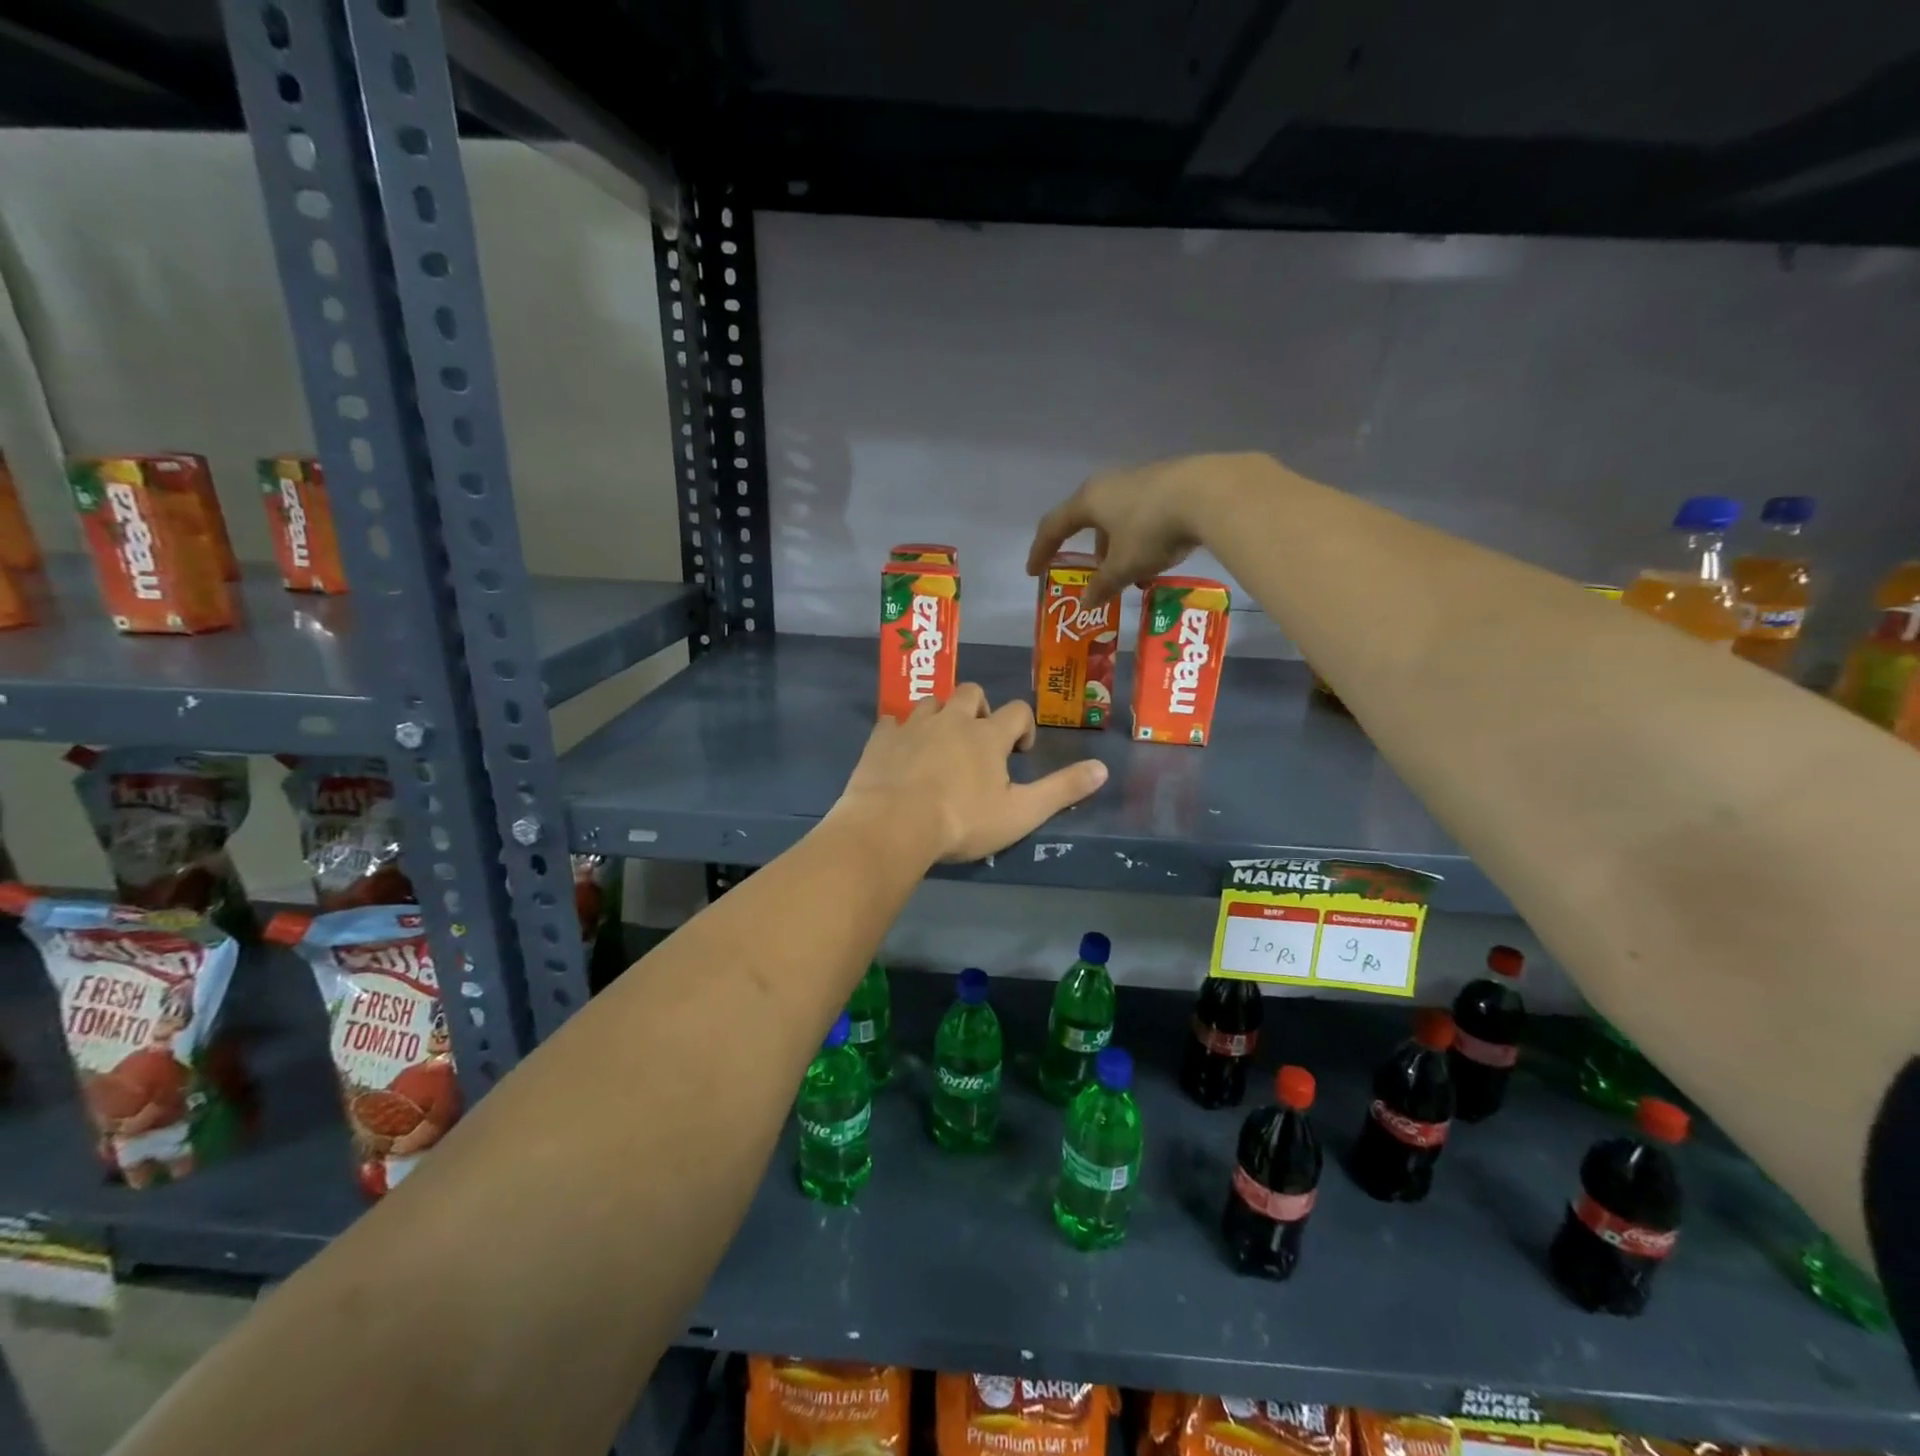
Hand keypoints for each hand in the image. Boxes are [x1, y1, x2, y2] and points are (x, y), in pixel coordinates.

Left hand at [832, 686, 1107, 863]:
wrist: (893, 824)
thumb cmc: (962, 820)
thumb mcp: (1021, 812)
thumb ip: (1062, 789)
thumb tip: (1103, 768)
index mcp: (987, 735)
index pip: (1017, 711)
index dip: (1023, 727)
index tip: (1019, 753)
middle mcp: (951, 719)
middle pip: (970, 692)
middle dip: (979, 709)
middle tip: (978, 741)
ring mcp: (913, 726)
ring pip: (931, 702)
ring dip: (940, 715)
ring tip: (940, 744)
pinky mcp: (881, 739)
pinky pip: (892, 722)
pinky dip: (900, 731)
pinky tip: (900, 749)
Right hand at [1027, 452, 1273, 609]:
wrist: (1210, 493)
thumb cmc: (1152, 530)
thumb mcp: (1123, 566)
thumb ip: (1102, 585)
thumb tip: (1086, 603)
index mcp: (1089, 501)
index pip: (1053, 526)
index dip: (1041, 550)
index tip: (1034, 571)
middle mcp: (1110, 484)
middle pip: (1088, 519)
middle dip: (1089, 550)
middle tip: (1092, 573)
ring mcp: (1141, 479)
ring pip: (1118, 517)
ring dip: (1117, 546)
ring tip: (1129, 573)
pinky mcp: (1169, 482)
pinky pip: (1143, 514)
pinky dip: (1140, 538)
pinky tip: (1156, 556)